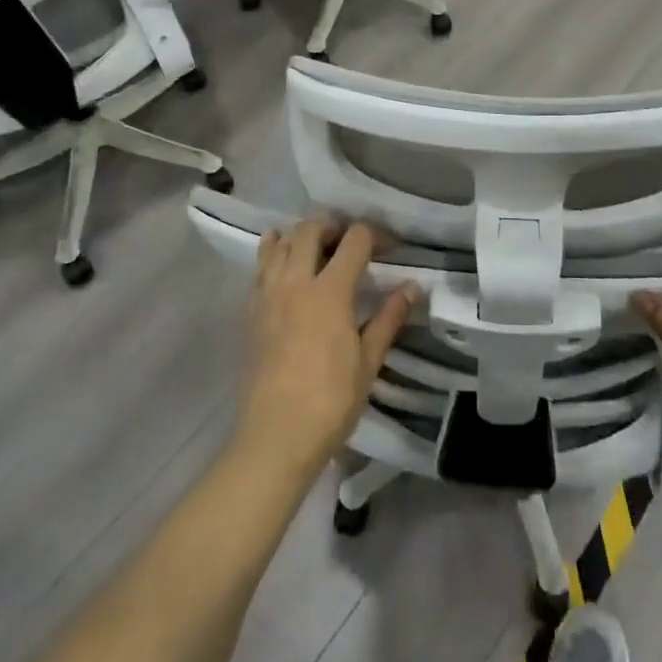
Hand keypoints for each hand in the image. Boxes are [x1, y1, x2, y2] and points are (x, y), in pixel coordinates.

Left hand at [238, 220, 417, 481]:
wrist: (276, 435)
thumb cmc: (330, 401)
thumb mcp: (369, 361)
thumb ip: (388, 318)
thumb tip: (412, 287)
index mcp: (330, 291)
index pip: (354, 239)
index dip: (374, 235)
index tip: (388, 247)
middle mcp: (296, 281)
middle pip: (310, 229)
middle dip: (333, 225)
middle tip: (349, 242)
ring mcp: (268, 293)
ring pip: (280, 242)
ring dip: (300, 235)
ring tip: (317, 249)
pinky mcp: (250, 310)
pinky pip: (260, 267)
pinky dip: (273, 253)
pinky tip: (284, 264)